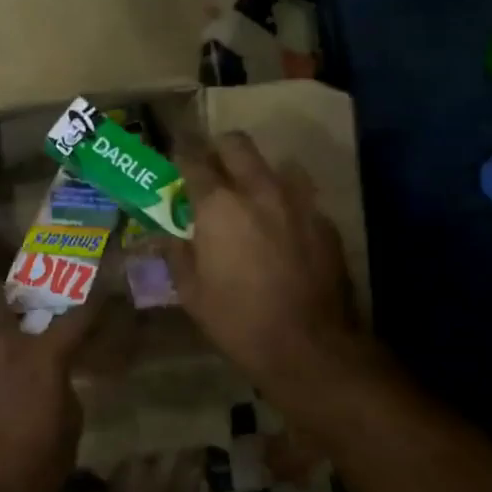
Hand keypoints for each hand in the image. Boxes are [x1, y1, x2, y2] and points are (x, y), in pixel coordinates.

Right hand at [165, 133, 362, 387]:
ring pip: (275, 164)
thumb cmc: (238, 320)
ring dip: (257, 173)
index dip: (180, 153)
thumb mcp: (191, 292)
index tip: (174, 157)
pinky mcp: (325, 222)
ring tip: (250, 198)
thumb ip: (176, 254)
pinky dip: (284, 203)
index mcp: (218, 205)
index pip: (193, 158)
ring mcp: (298, 202)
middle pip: (237, 144)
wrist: (310, 347)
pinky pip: (300, 197)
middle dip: (219, 149)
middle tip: (211, 170)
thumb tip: (167, 236)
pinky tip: (281, 230)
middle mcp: (258, 190)